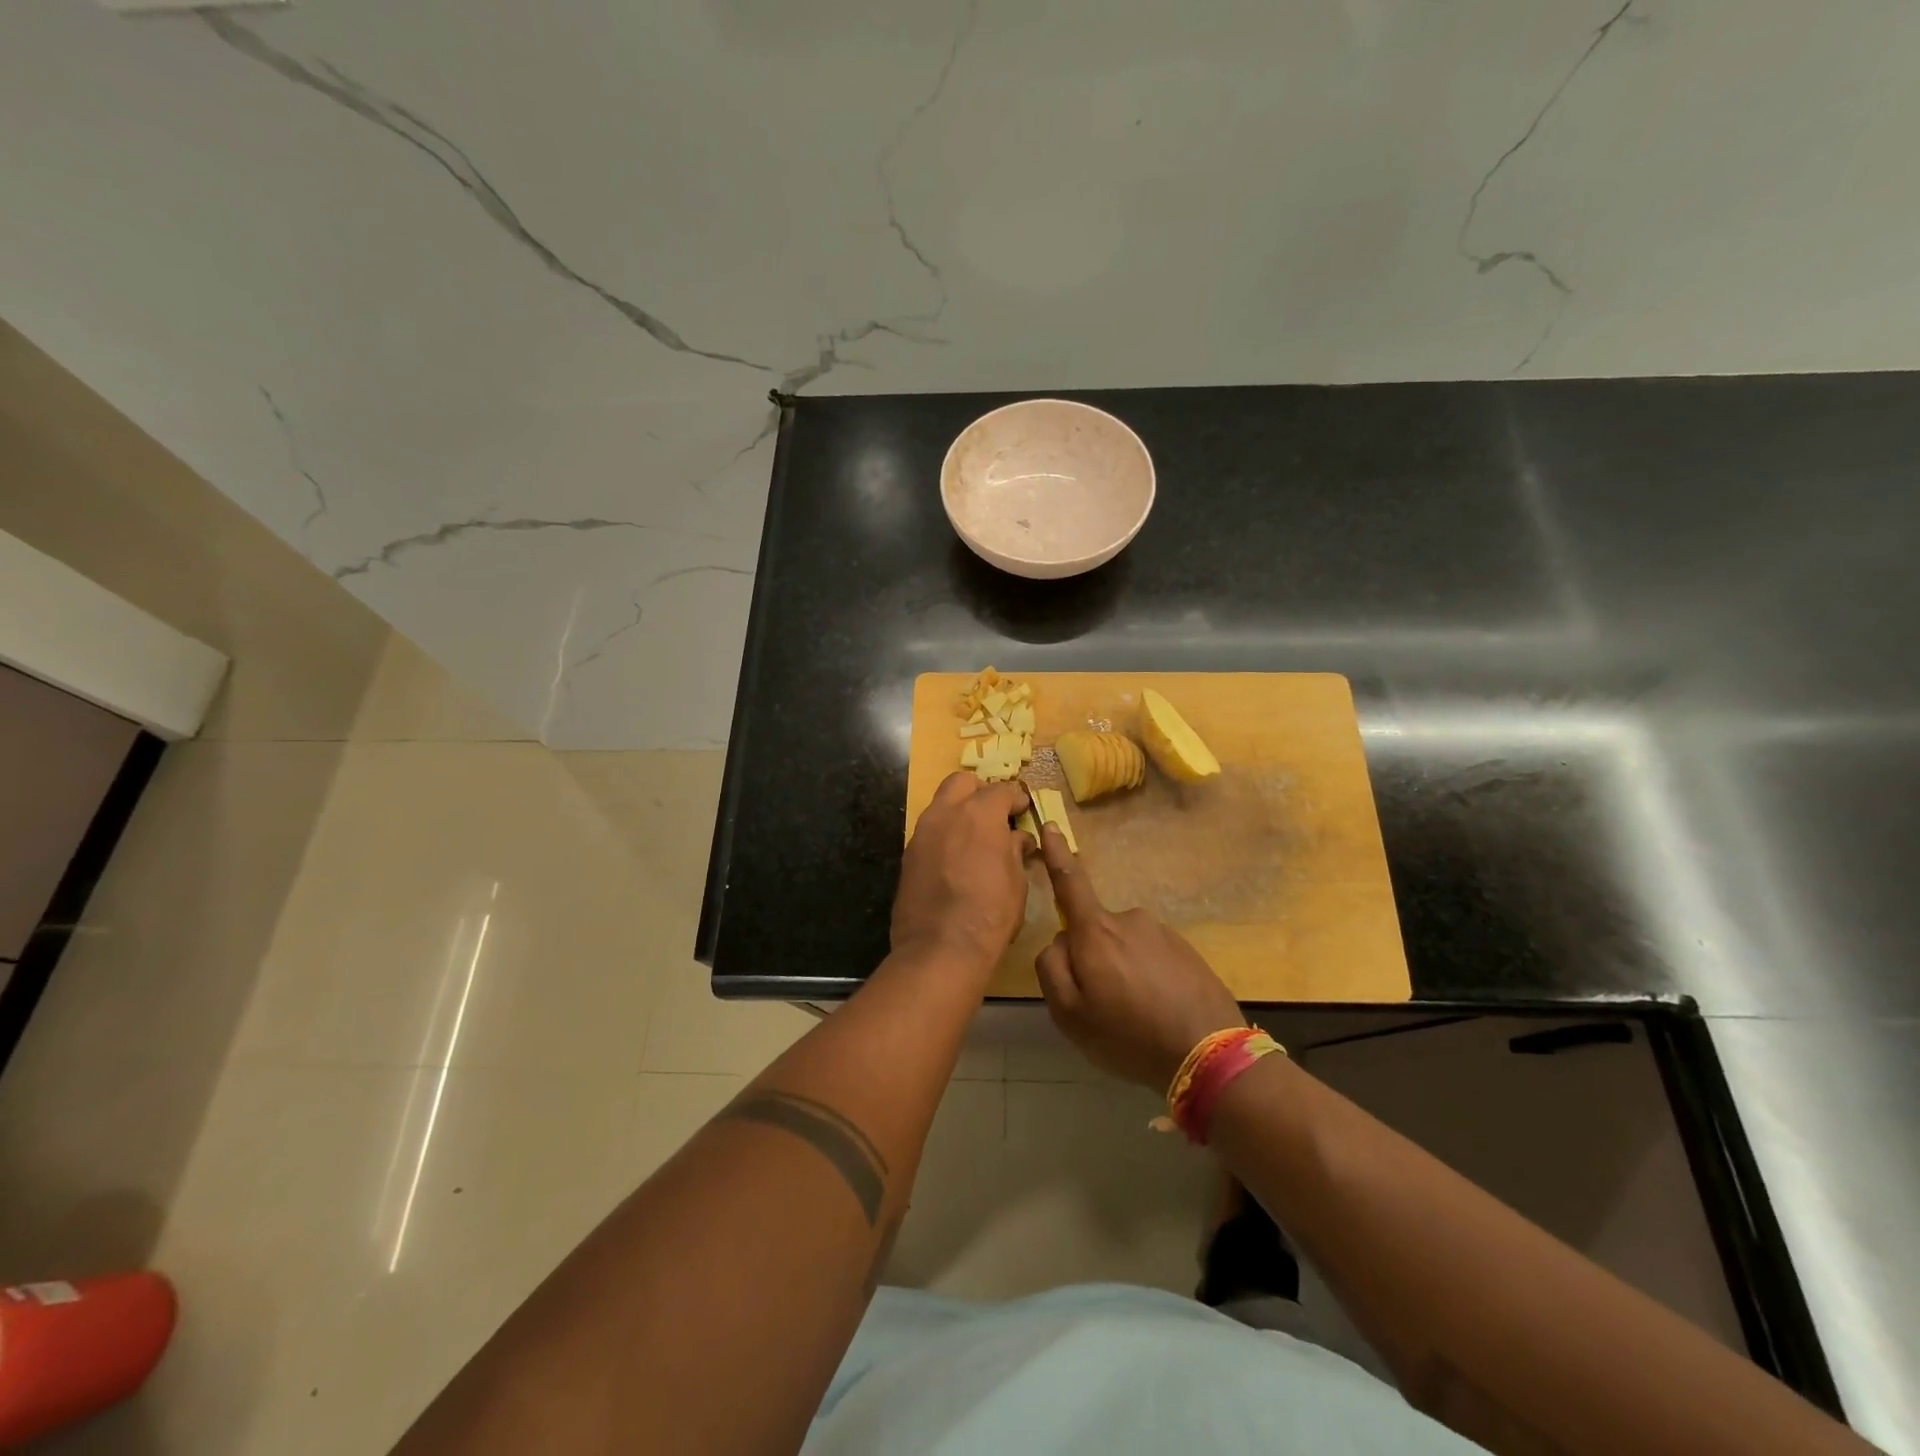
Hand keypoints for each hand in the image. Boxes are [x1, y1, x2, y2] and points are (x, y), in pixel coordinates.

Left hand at [890, 773, 1033, 975]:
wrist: (940, 948)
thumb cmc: (990, 914)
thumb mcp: (1016, 882)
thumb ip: (1014, 851)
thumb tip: (1017, 838)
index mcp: (979, 813)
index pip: (1001, 790)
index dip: (1016, 799)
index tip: (1023, 810)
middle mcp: (946, 813)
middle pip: (962, 782)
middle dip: (980, 792)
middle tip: (995, 814)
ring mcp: (922, 832)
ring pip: (941, 804)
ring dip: (959, 812)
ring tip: (975, 838)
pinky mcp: (907, 855)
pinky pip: (929, 832)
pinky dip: (944, 835)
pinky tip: (955, 859)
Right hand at [1035, 827, 1243, 1088]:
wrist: (1210, 1054)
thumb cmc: (1129, 1035)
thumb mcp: (1070, 1014)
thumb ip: (1051, 968)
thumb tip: (1059, 941)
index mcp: (1096, 931)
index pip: (1070, 881)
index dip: (1057, 853)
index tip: (1051, 825)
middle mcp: (1129, 920)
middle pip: (1095, 931)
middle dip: (1092, 959)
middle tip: (1103, 1007)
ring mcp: (1162, 933)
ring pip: (1124, 947)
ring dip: (1122, 972)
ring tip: (1135, 1017)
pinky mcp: (1186, 950)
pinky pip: (1152, 959)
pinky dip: (1148, 980)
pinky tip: (1158, 1013)